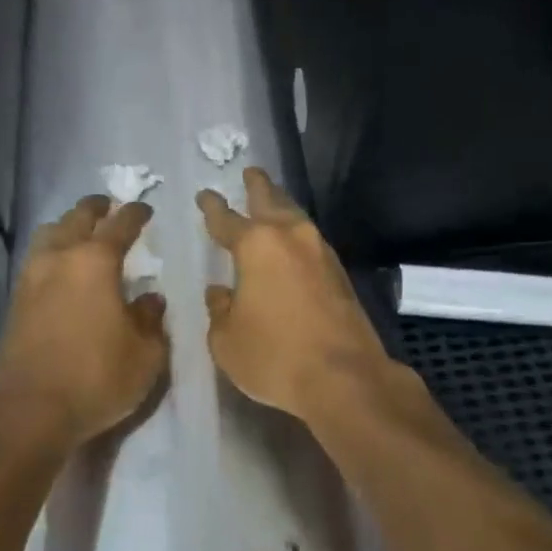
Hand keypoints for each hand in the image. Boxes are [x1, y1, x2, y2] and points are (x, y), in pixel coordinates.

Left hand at [0, 196, 168, 447]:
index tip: (144, 209)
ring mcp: (32, 278)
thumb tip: (150, 298)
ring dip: (67, 226)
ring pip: (49, 234)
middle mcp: (59, 259)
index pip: (120, 224)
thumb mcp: (145, 354)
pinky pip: (36, 259)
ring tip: (81, 234)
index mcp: (95, 262)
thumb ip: (151, 319)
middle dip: (96, 209)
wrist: (30, 412)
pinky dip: (52, 252)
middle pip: (77, 218)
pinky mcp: (16, 301)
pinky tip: (62, 269)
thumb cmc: (97, 378)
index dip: (135, 213)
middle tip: (109, 207)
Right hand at [197, 169, 397, 419]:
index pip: (226, 219)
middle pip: (271, 200)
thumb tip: (221, 293)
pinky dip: (297, 234)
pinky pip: (311, 241)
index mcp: (256, 245)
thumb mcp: (227, 340)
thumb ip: (219, 310)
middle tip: (250, 172)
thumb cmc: (275, 356)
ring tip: (271, 200)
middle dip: (257, 186)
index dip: (212, 207)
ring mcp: (320, 252)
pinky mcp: (340, 273)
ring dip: (281, 206)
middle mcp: (290, 238)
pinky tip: (293, 244)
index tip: (205, 195)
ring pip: (296, 217)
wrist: (345, 378)